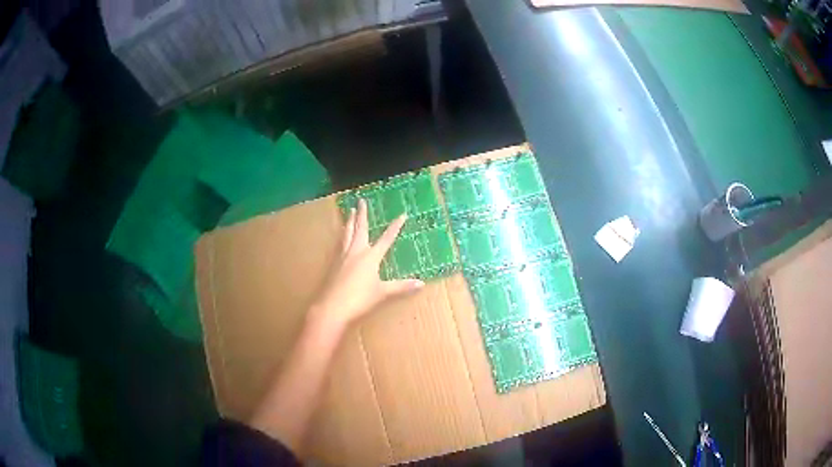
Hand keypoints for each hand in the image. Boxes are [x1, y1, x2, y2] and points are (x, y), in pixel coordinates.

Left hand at [307, 199, 423, 331]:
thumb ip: (401, 286)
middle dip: (362, 214)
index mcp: (371, 257)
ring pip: (347, 234)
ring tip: (349, 211)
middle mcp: (356, 252)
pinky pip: (339, 244)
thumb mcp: (382, 293)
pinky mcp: (334, 264)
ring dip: (349, 221)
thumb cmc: (360, 299)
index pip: (386, 239)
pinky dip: (342, 236)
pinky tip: (341, 237)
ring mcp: (343, 257)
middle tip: (361, 201)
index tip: (402, 214)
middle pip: (360, 229)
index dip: (395, 227)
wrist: (332, 307)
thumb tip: (421, 283)